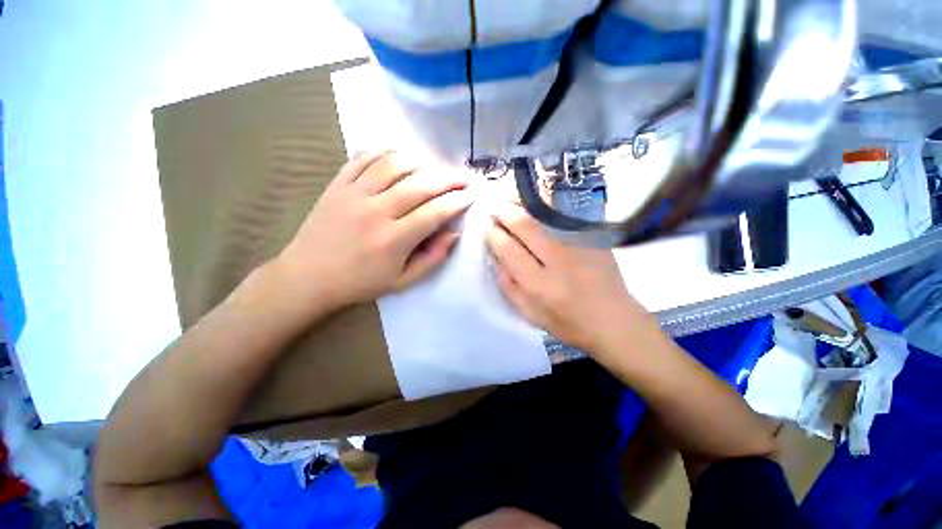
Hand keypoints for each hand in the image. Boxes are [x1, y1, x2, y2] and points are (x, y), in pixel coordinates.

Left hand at [278, 151, 470, 308]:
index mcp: (393, 240)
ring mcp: (354, 194)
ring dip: (421, 162)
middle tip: (463, 177)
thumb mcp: (403, 281)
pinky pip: (363, 157)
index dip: (457, 202)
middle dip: (448, 178)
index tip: (470, 196)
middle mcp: (376, 212)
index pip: (435, 213)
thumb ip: (432, 258)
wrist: (308, 276)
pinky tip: (400, 155)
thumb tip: (453, 233)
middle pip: (420, 184)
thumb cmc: (360, 282)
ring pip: (394, 164)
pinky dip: (385, 151)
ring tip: (434, 168)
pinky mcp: (337, 184)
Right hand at [484, 202, 650, 352]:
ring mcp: (579, 244)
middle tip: (493, 206)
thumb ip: (508, 285)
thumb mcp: (530, 313)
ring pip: (544, 215)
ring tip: (508, 198)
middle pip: (525, 226)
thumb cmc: (567, 323)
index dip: (494, 235)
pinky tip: (536, 201)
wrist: (613, 321)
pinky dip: (546, 205)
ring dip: (523, 204)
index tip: (487, 227)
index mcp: (539, 285)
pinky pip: (564, 214)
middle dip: (505, 213)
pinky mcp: (594, 237)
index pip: (509, 250)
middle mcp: (558, 260)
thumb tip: (495, 256)